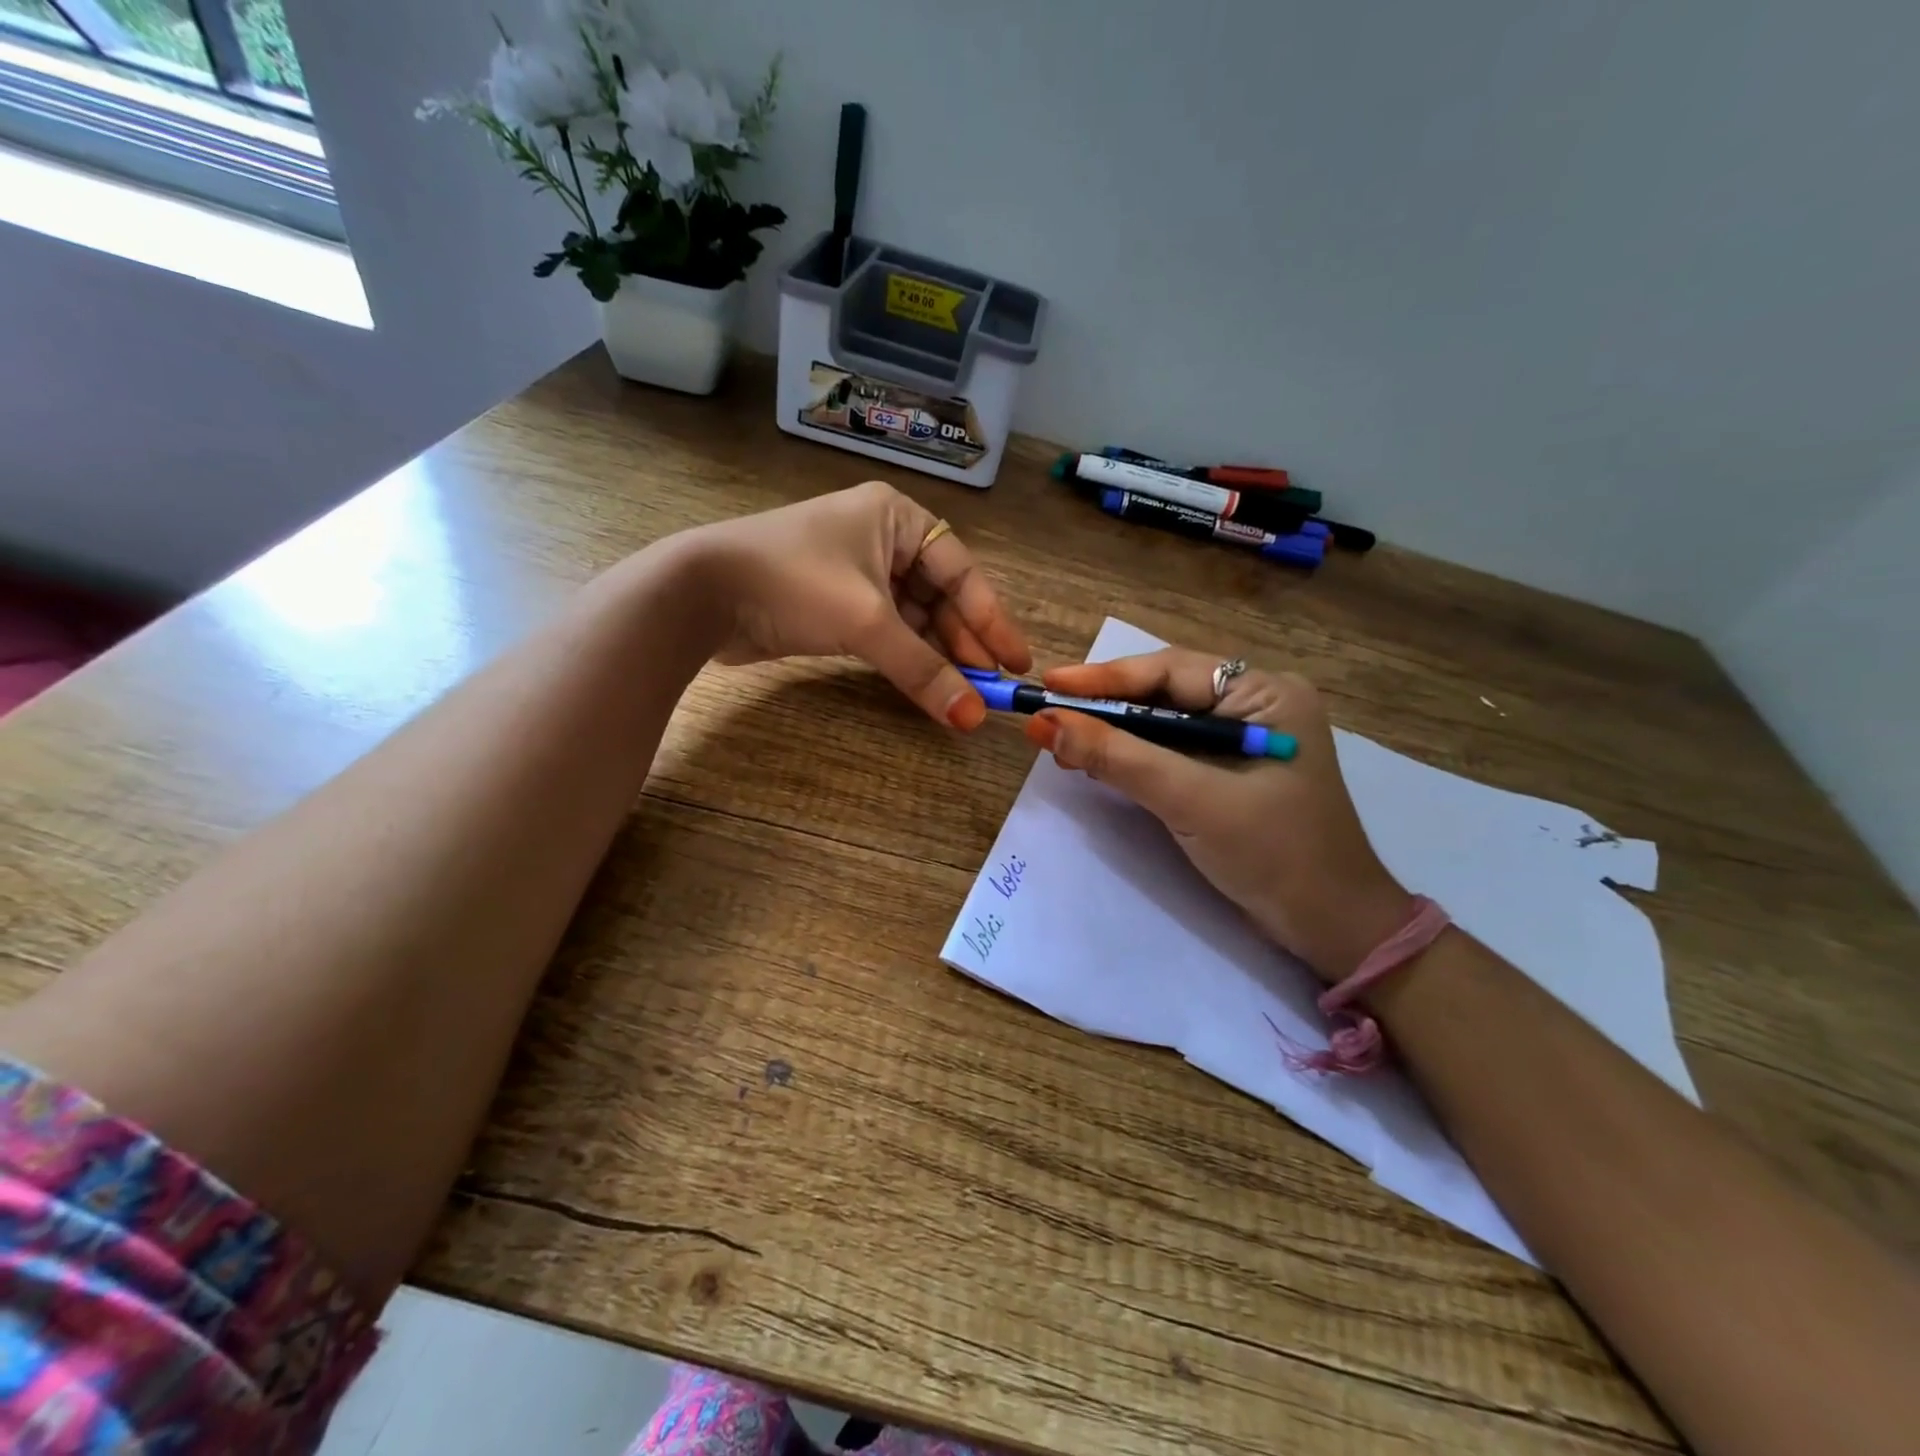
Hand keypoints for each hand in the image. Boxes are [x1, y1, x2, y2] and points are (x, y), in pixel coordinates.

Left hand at [684, 480, 1031, 725]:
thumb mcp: (867, 622)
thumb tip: (972, 718)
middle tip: (990, 686)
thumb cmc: (794, 584)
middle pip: (939, 596)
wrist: (701, 592)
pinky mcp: (834, 604)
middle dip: (963, 642)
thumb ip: (923, 670)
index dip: (991, 618)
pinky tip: (926, 685)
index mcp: (896, 518)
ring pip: (912, 617)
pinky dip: (905, 657)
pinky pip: (885, 631)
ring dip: (936, 655)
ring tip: (964, 693)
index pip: (961, 571)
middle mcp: (881, 538)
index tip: (1015, 661)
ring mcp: (856, 572)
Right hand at [1027, 649, 1412, 982]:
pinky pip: (1173, 751)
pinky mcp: (1233, 772)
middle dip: (1106, 706)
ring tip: (1061, 738)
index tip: (1050, 683)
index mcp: (1267, 693)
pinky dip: (1133, 756)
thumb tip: (1046, 724)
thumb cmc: (1273, 854)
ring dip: (1114, 732)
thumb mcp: (1190, 799)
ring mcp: (1246, 739)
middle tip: (1050, 714)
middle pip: (1166, 692)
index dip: (1105, 678)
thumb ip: (1118, 757)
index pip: (1172, 671)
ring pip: (1164, 723)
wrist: (1331, 928)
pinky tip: (1097, 760)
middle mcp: (1258, 705)